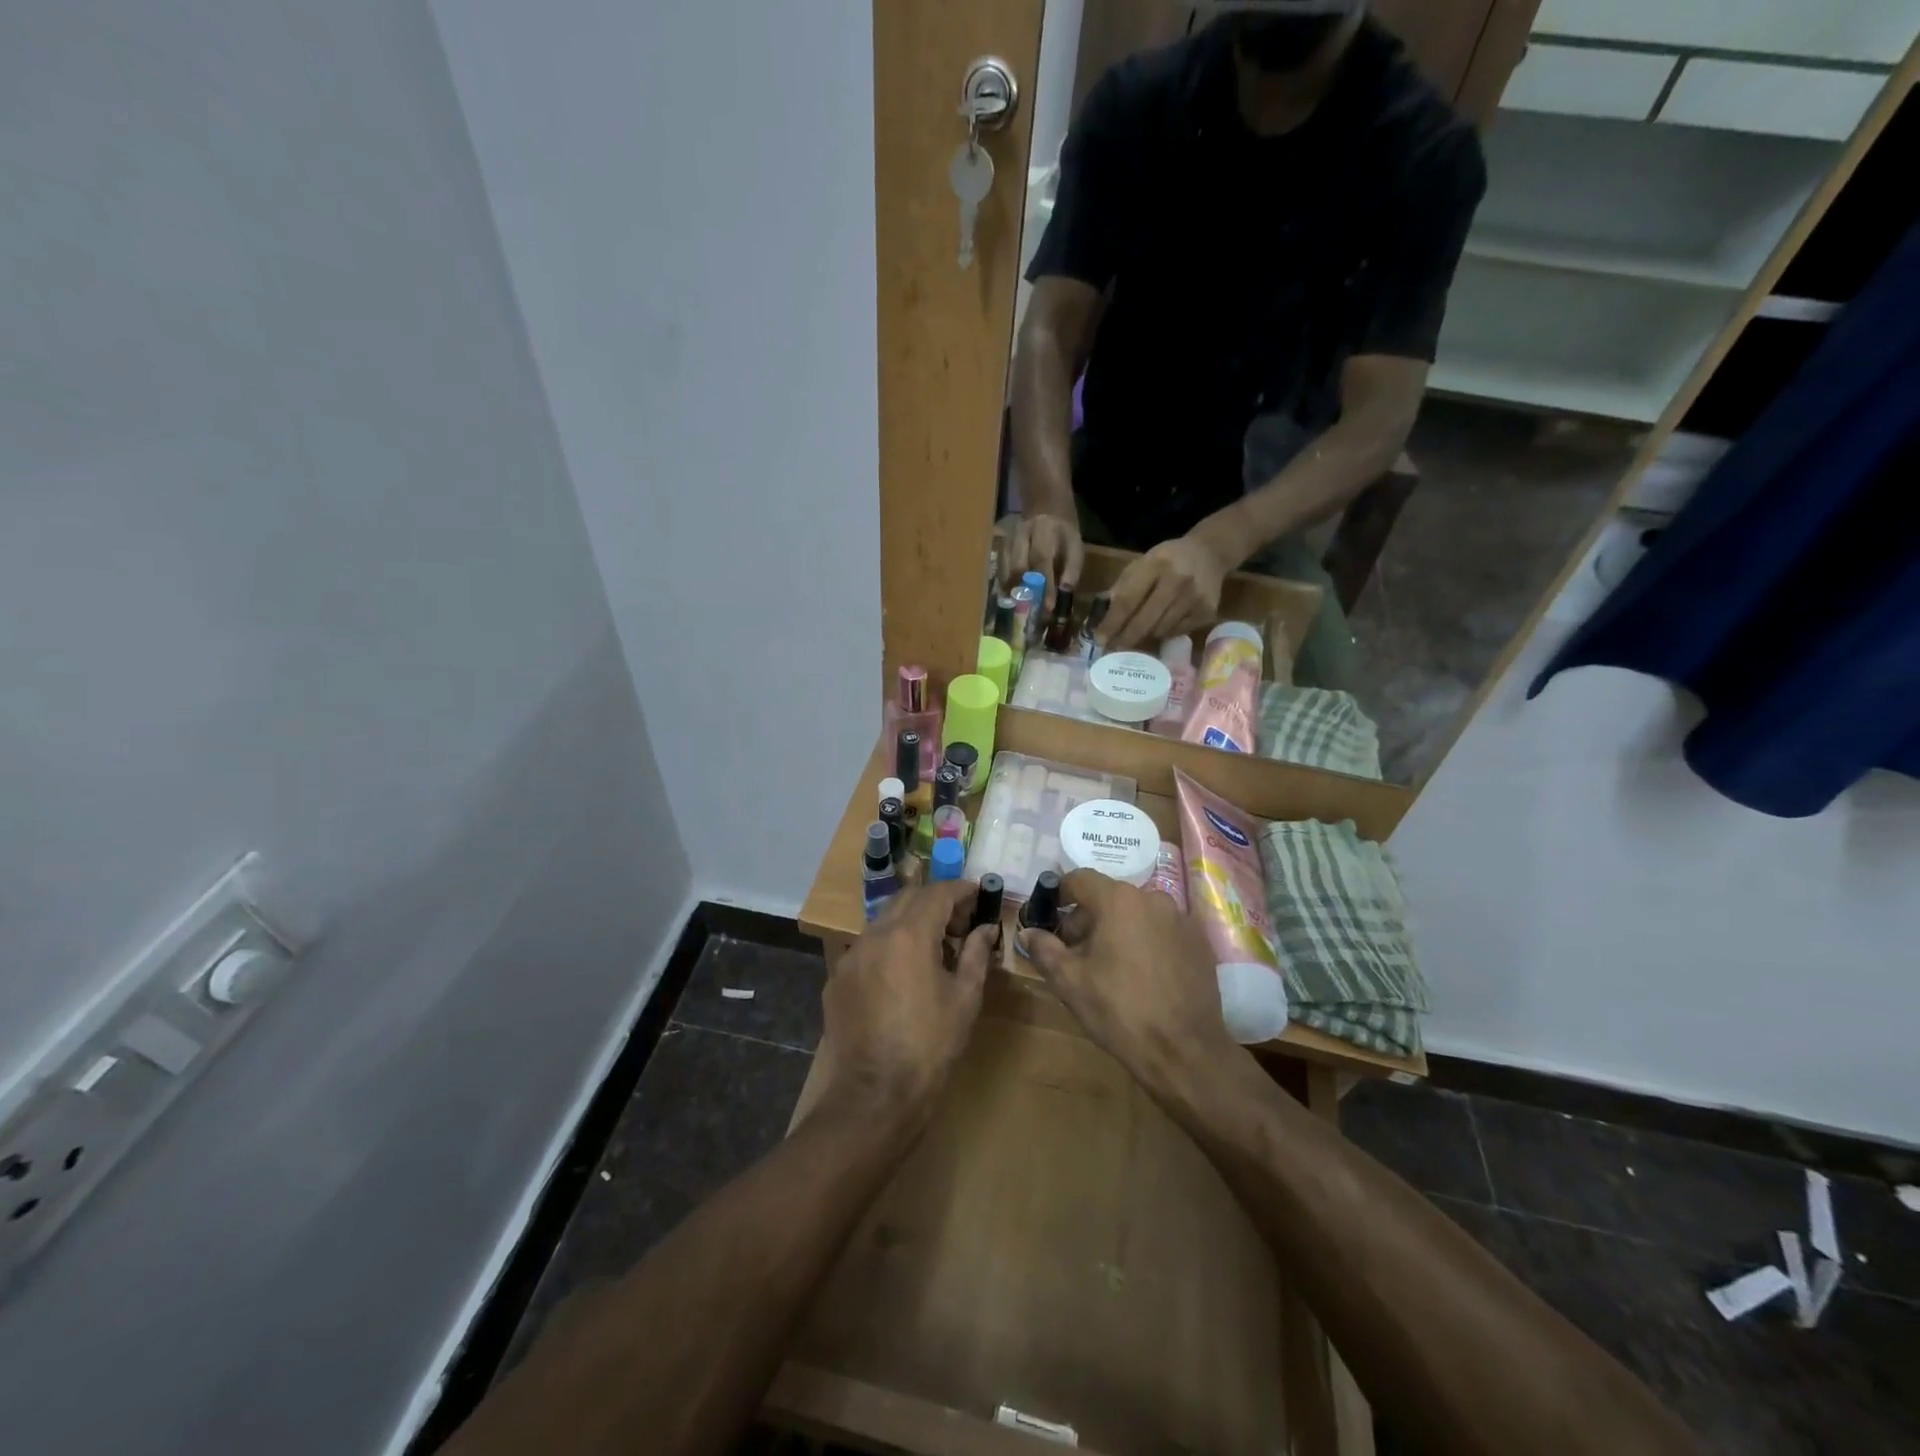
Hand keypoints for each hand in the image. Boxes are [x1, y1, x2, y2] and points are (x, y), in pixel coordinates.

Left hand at [815, 881, 997, 1127]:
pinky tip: (902, 977)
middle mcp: (874, 935)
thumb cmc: (930, 1045)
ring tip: (933, 950)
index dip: (961, 889)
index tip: (978, 893)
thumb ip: (975, 954)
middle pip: (907, 898)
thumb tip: (986, 928)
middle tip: (959, 923)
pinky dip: (889, 948)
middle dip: (935, 902)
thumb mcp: (964, 998)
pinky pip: (867, 948)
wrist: (874, 1094)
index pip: (937, 893)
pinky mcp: (837, 979)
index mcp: (909, 935)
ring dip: (910, 923)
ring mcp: (850, 956)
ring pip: (884, 921)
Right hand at [1002, 511, 1084, 612]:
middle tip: (1030, 609)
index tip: (1048, 607)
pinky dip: (1004, 584)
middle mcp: (1022, 532)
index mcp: (1045, 530)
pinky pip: (999, 568)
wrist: (1046, 511)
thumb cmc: (1063, 536)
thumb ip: (1071, 569)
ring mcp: (1007, 538)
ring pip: (1005, 568)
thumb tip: (1064, 592)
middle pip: (1018, 565)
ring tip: (1018, 606)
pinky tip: (1009, 596)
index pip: (1041, 559)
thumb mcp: (1075, 548)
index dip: (1045, 585)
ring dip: (1011, 589)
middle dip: (1024, 590)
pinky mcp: (999, 546)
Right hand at [1019, 870, 1235, 1097]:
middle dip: (1088, 918)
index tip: (1050, 918)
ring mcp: (1181, 919)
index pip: (1080, 879)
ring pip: (1138, 914)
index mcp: (1119, 901)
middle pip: (1109, 897)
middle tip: (1076, 952)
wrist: (1184, 1052)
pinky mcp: (1200, 942)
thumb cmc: (1119, 1011)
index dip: (1059, 895)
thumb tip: (1028, 932)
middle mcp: (1153, 899)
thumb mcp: (1069, 982)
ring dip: (1118, 930)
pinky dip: (1147, 942)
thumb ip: (1044, 949)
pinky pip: (1162, 931)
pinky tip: (1143, 976)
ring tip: (1110, 967)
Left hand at [1102, 535, 1226, 650]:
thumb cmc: (1168, 559)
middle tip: (1112, 648)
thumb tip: (1102, 618)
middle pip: (1144, 620)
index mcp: (1155, 564)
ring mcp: (1195, 598)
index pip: (1127, 600)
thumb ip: (1122, 587)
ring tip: (1136, 634)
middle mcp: (1177, 581)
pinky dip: (1164, 632)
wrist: (1210, 553)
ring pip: (1160, 630)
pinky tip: (1161, 625)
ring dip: (1145, 636)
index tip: (1099, 639)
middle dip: (1125, 638)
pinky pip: (1177, 632)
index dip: (1112, 623)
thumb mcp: (1142, 563)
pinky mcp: (1207, 611)